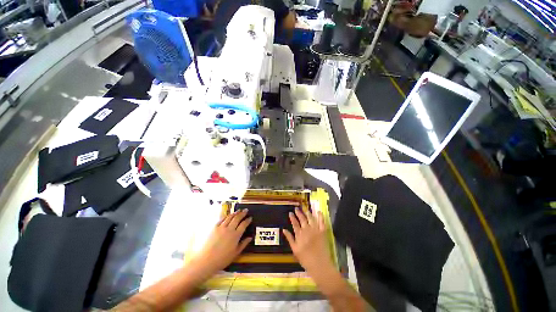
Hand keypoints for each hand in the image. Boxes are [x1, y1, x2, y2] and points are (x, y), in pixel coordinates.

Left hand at [191, 209, 251, 274]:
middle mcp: (229, 229)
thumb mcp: (235, 254)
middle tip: (246, 210)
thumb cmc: (222, 259)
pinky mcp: (214, 228)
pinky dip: (226, 216)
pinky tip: (228, 215)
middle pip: (237, 218)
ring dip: (235, 213)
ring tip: (238, 210)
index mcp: (236, 235)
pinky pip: (221, 219)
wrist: (206, 261)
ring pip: (230, 217)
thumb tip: (250, 237)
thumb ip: (243, 244)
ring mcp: (221, 227)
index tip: (250, 217)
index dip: (247, 220)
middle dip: (242, 213)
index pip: (244, 224)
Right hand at [283, 208, 332, 272]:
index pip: (295, 223)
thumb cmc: (305, 259)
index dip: (292, 218)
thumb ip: (289, 238)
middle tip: (296, 208)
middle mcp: (307, 230)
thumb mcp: (295, 249)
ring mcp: (315, 230)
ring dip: (308, 213)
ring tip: (305, 209)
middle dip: (299, 213)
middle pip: (302, 219)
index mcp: (299, 234)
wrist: (319, 264)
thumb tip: (284, 229)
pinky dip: (320, 216)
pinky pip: (322, 222)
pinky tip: (319, 211)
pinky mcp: (322, 232)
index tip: (290, 213)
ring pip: (311, 218)